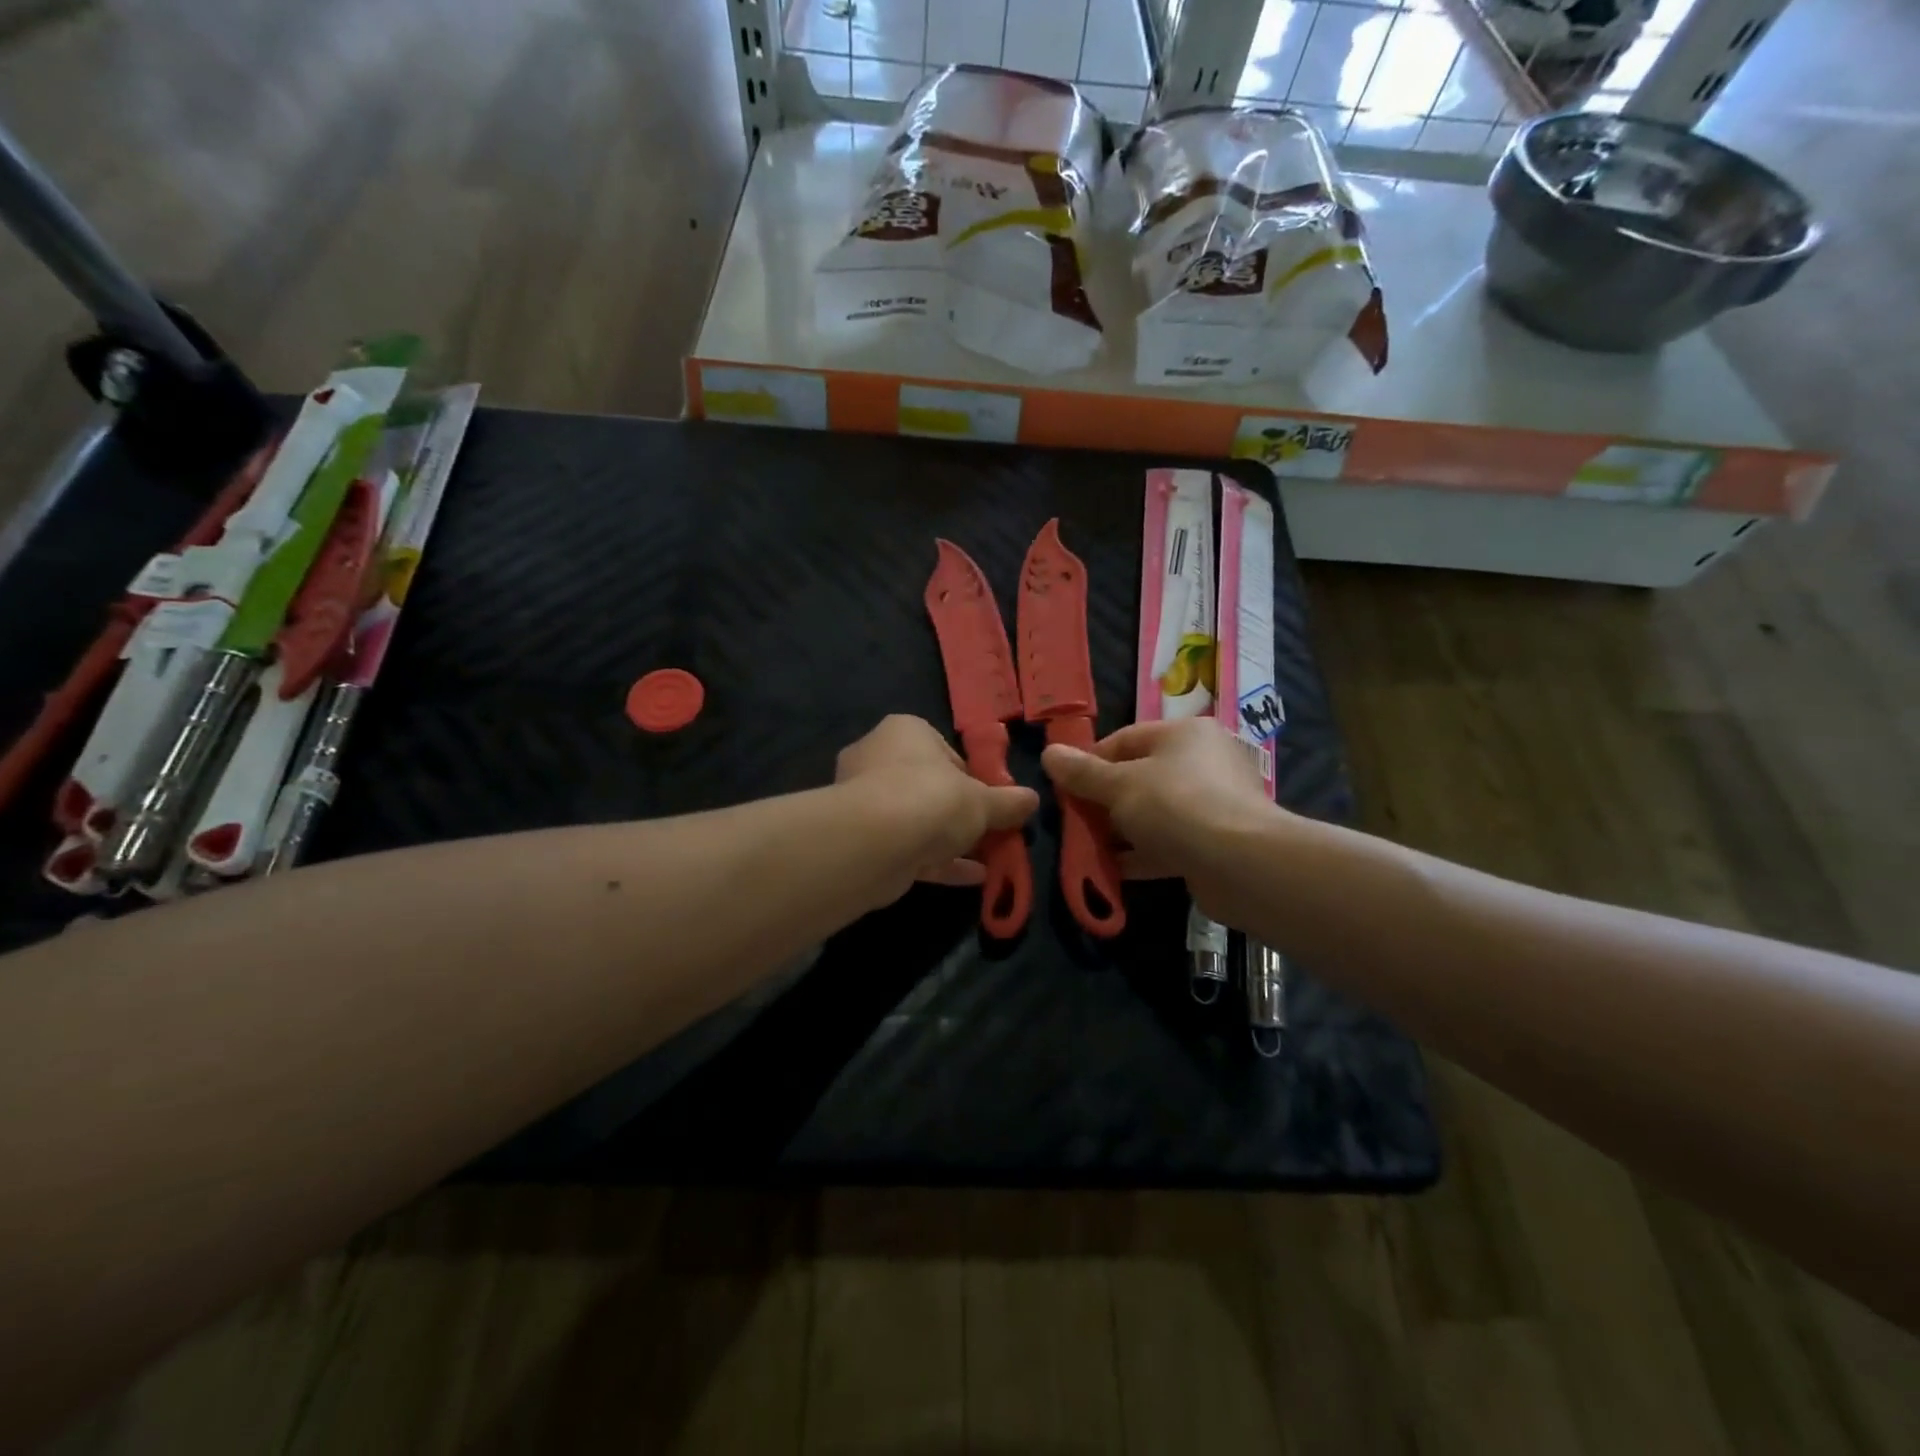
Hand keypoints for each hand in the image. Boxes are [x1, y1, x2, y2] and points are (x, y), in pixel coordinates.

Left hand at [836, 715, 1037, 891]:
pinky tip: (971, 878)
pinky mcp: (860, 839)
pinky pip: (906, 848)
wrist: (874, 843)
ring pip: (916, 820)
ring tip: (987, 859)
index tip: (991, 802)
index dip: (972, 779)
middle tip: (990, 832)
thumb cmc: (932, 799)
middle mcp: (878, 758)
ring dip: (948, 840)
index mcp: (905, 732)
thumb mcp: (982, 801)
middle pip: (928, 787)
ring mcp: (864, 800)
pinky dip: (936, 861)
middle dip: (958, 813)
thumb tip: (1033, 799)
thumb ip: (1007, 802)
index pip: (945, 752)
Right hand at [1041, 718, 1282, 920]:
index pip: (1126, 739)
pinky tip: (1112, 871)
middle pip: (1139, 777)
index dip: (1091, 760)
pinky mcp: (1214, 844)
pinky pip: (1168, 843)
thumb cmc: (1175, 806)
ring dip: (1119, 831)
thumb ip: (1083, 772)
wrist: (1241, 864)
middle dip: (1103, 801)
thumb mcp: (1119, 785)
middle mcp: (1202, 763)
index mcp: (1184, 735)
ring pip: (1153, 814)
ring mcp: (1212, 805)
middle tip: (1073, 820)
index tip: (1064, 786)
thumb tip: (1048, 753)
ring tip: (1086, 848)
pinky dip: (1140, 855)